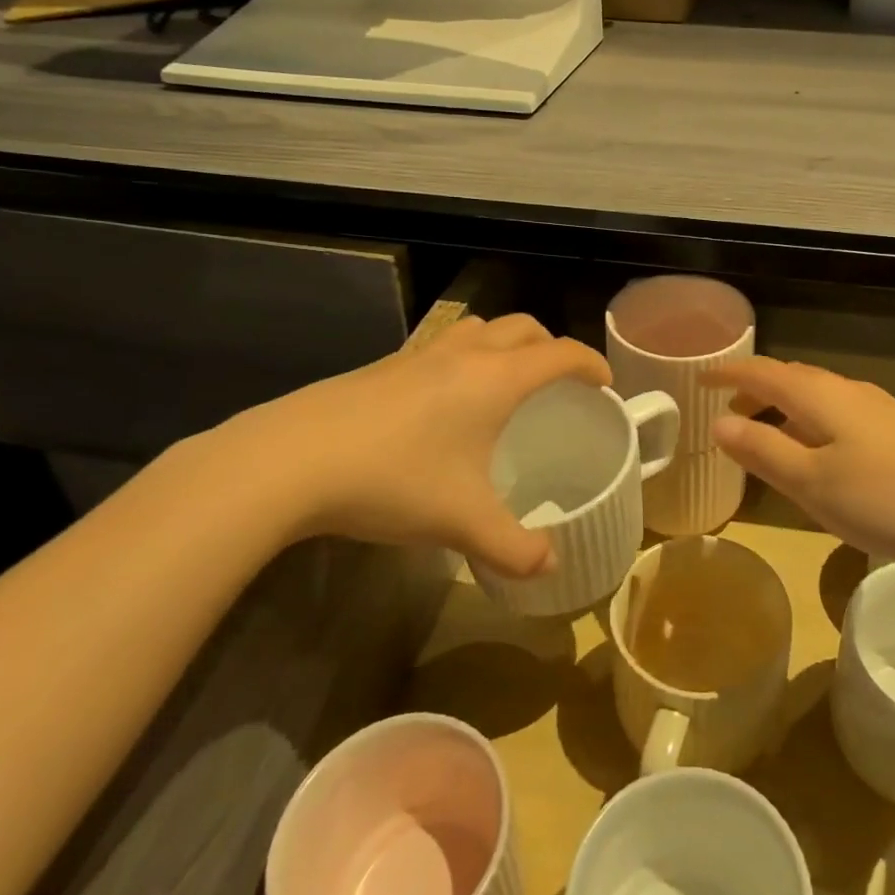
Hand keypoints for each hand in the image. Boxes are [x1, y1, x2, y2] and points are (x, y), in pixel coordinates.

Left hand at [201, 315, 609, 576]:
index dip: (591, 363)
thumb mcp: (461, 522)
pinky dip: (465, 358)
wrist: (290, 460)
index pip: (561, 354)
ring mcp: (420, 354)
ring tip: (504, 383)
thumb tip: (550, 567)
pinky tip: (444, 403)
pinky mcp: (385, 365)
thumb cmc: (393, 480)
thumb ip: (514, 548)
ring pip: (480, 329)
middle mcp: (464, 354)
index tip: (604, 383)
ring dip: (505, 344)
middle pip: (524, 328)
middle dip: (550, 347)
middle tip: (558, 382)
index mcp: (496, 379)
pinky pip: (442, 346)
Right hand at [706, 357, 894, 564]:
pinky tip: (819, 457)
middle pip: (789, 379)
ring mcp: (876, 409)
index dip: (727, 374)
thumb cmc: (886, 496)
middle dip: (754, 392)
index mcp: (817, 396)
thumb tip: (718, 423)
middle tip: (727, 416)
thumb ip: (762, 450)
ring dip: (783, 411)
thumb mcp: (811, 481)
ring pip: (815, 398)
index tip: (699, 381)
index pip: (760, 372)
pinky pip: (836, 414)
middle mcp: (845, 390)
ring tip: (766, 439)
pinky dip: (810, 425)